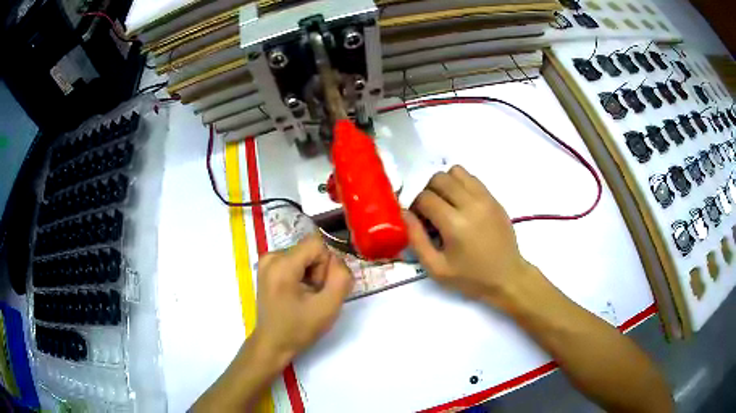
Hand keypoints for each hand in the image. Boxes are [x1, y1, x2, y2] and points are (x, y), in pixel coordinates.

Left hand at [253, 234, 353, 363]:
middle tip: (312, 296)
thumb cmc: (299, 328)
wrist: (273, 343)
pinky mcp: (267, 267)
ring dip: (311, 274)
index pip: (317, 244)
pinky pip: (295, 260)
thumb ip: (341, 278)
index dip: (326, 266)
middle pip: (310, 250)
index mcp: (282, 265)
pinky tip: (296, 294)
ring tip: (304, 297)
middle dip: (318, 271)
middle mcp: (271, 256)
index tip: (319, 288)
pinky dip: (301, 275)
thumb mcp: (328, 307)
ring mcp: (267, 261)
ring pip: (304, 255)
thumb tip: (338, 259)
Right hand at [405, 165, 535, 306]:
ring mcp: (485, 198)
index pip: (425, 197)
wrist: (507, 277)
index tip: (420, 222)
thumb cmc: (471, 277)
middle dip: (428, 192)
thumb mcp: (436, 268)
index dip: (415, 207)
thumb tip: (405, 214)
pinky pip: (472, 178)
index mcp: (455, 224)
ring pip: (456, 171)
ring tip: (446, 204)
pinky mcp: (493, 198)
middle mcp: (470, 204)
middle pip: (439, 178)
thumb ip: (416, 239)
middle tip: (431, 212)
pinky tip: (461, 204)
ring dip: (445, 184)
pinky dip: (460, 184)